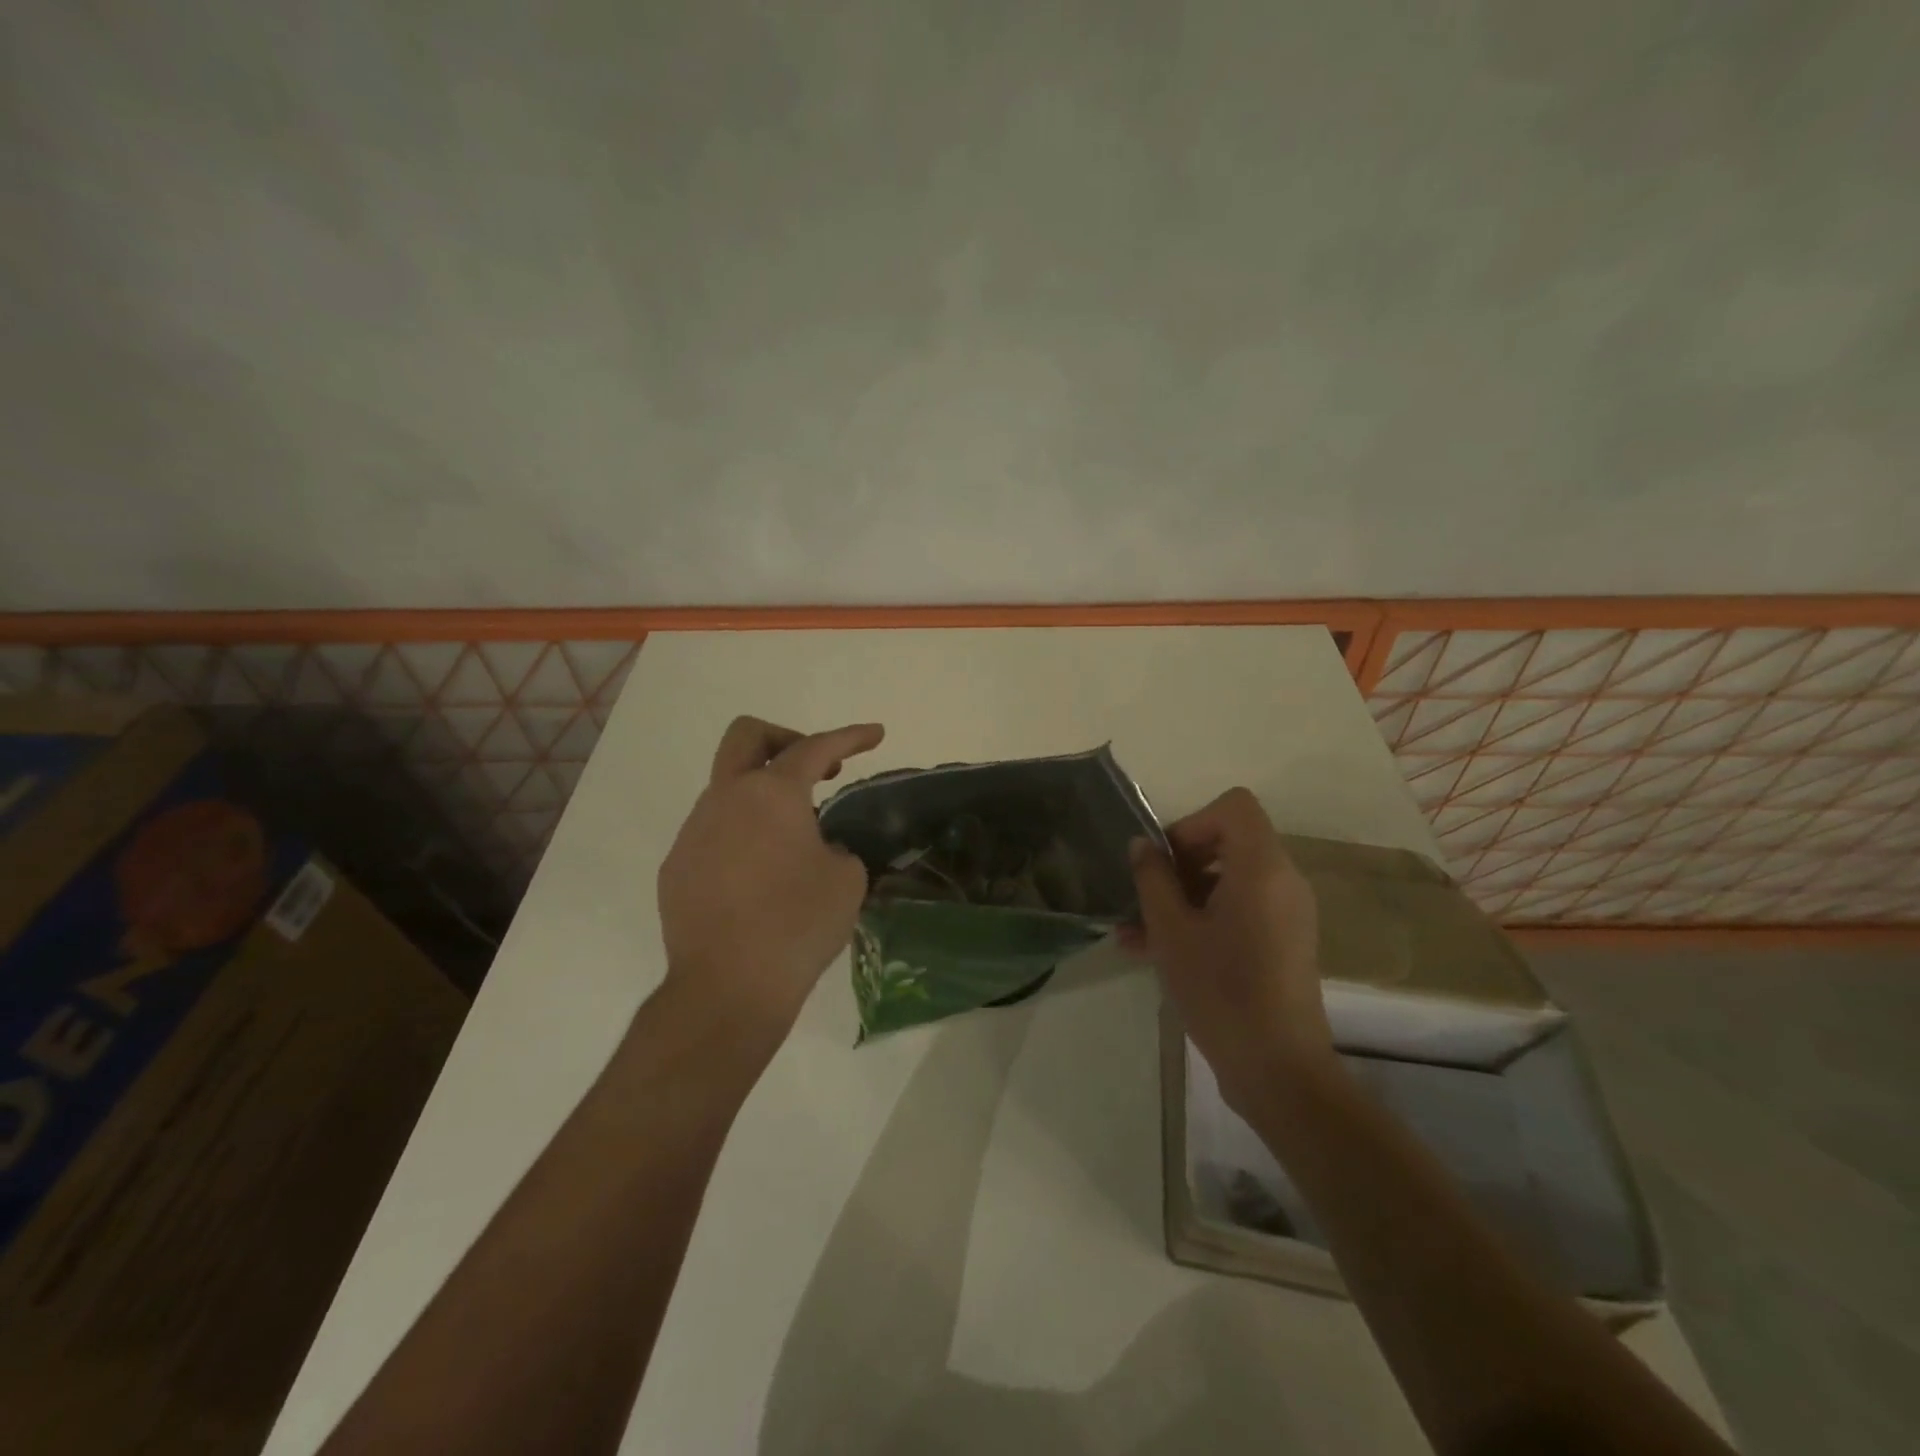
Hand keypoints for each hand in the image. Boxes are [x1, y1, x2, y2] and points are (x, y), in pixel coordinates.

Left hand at [656, 716, 884, 1039]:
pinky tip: (758, 880)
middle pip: (746, 736)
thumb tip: (817, 849)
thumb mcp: (846, 879)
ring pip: (728, 789)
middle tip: (818, 770)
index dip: (850, 736)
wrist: (728, 987)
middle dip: (786, 739)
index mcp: (772, 794)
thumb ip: (835, 846)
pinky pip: (713, 833)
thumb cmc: (798, 924)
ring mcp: (694, 832)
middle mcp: (726, 799)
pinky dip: (742, 837)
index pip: (815, 747)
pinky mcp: (677, 867)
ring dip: (763, 797)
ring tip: (792, 843)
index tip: (876, 734)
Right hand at [1126, 788, 1332, 1111]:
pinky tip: (1155, 951)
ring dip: (1182, 896)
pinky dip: (1202, 918)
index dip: (1192, 822)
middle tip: (1147, 895)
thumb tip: (1142, 845)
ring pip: (1228, 880)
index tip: (1165, 861)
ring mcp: (1286, 913)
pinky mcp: (1282, 942)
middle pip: (1230, 841)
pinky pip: (1239, 910)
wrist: (1278, 1070)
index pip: (1234, 806)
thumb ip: (1153, 879)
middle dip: (1181, 862)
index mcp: (1262, 868)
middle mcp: (1283, 881)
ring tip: (1136, 932)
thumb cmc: (1221, 991)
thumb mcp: (1171, 931)